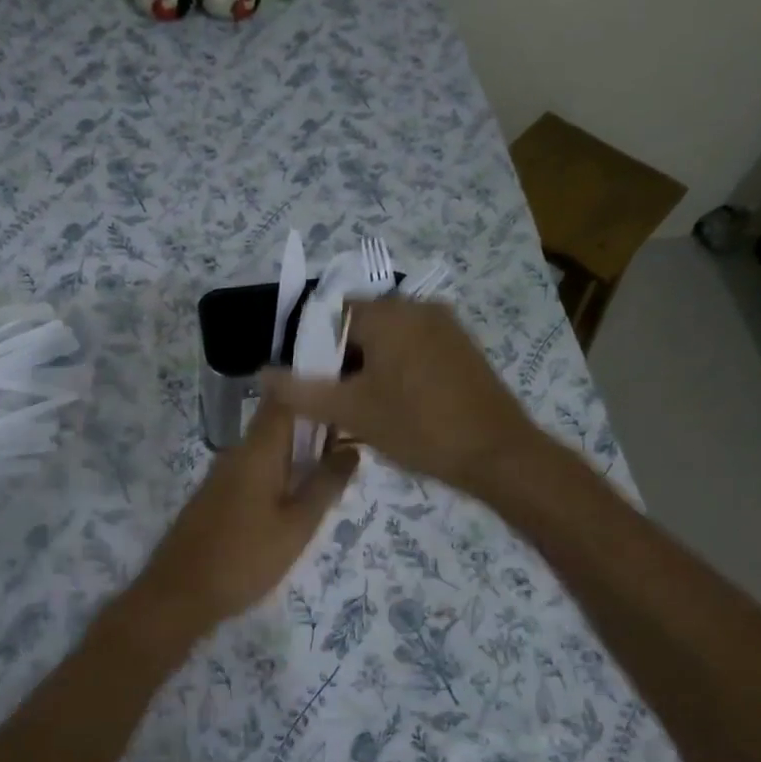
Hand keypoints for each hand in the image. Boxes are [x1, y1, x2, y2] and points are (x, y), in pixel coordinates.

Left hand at [134, 401, 358, 632]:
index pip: (286, 398)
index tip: (349, 399)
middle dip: (315, 427)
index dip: (316, 391)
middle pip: (279, 423)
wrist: (179, 595)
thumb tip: (352, 449)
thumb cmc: (244, 558)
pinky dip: (280, 474)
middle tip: (354, 443)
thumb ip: (326, 485)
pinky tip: (298, 499)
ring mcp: (223, 475)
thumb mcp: (297, 525)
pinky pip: (255, 471)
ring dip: (299, 453)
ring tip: (335, 471)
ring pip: (268, 449)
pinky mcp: (217, 497)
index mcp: (257, 450)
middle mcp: (237, 452)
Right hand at [263, 298, 537, 494]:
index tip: (309, 384)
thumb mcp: (351, 411)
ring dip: (367, 368)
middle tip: (333, 402)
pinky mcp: (462, 349)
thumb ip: (300, 391)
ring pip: (388, 340)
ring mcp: (445, 327)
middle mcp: (418, 308)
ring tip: (362, 409)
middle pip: (360, 326)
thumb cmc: (418, 427)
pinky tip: (395, 407)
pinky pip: (414, 350)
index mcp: (389, 313)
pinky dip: (395, 371)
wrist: (497, 454)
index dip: (312, 348)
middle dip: (340, 361)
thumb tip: (263, 374)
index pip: (331, 314)